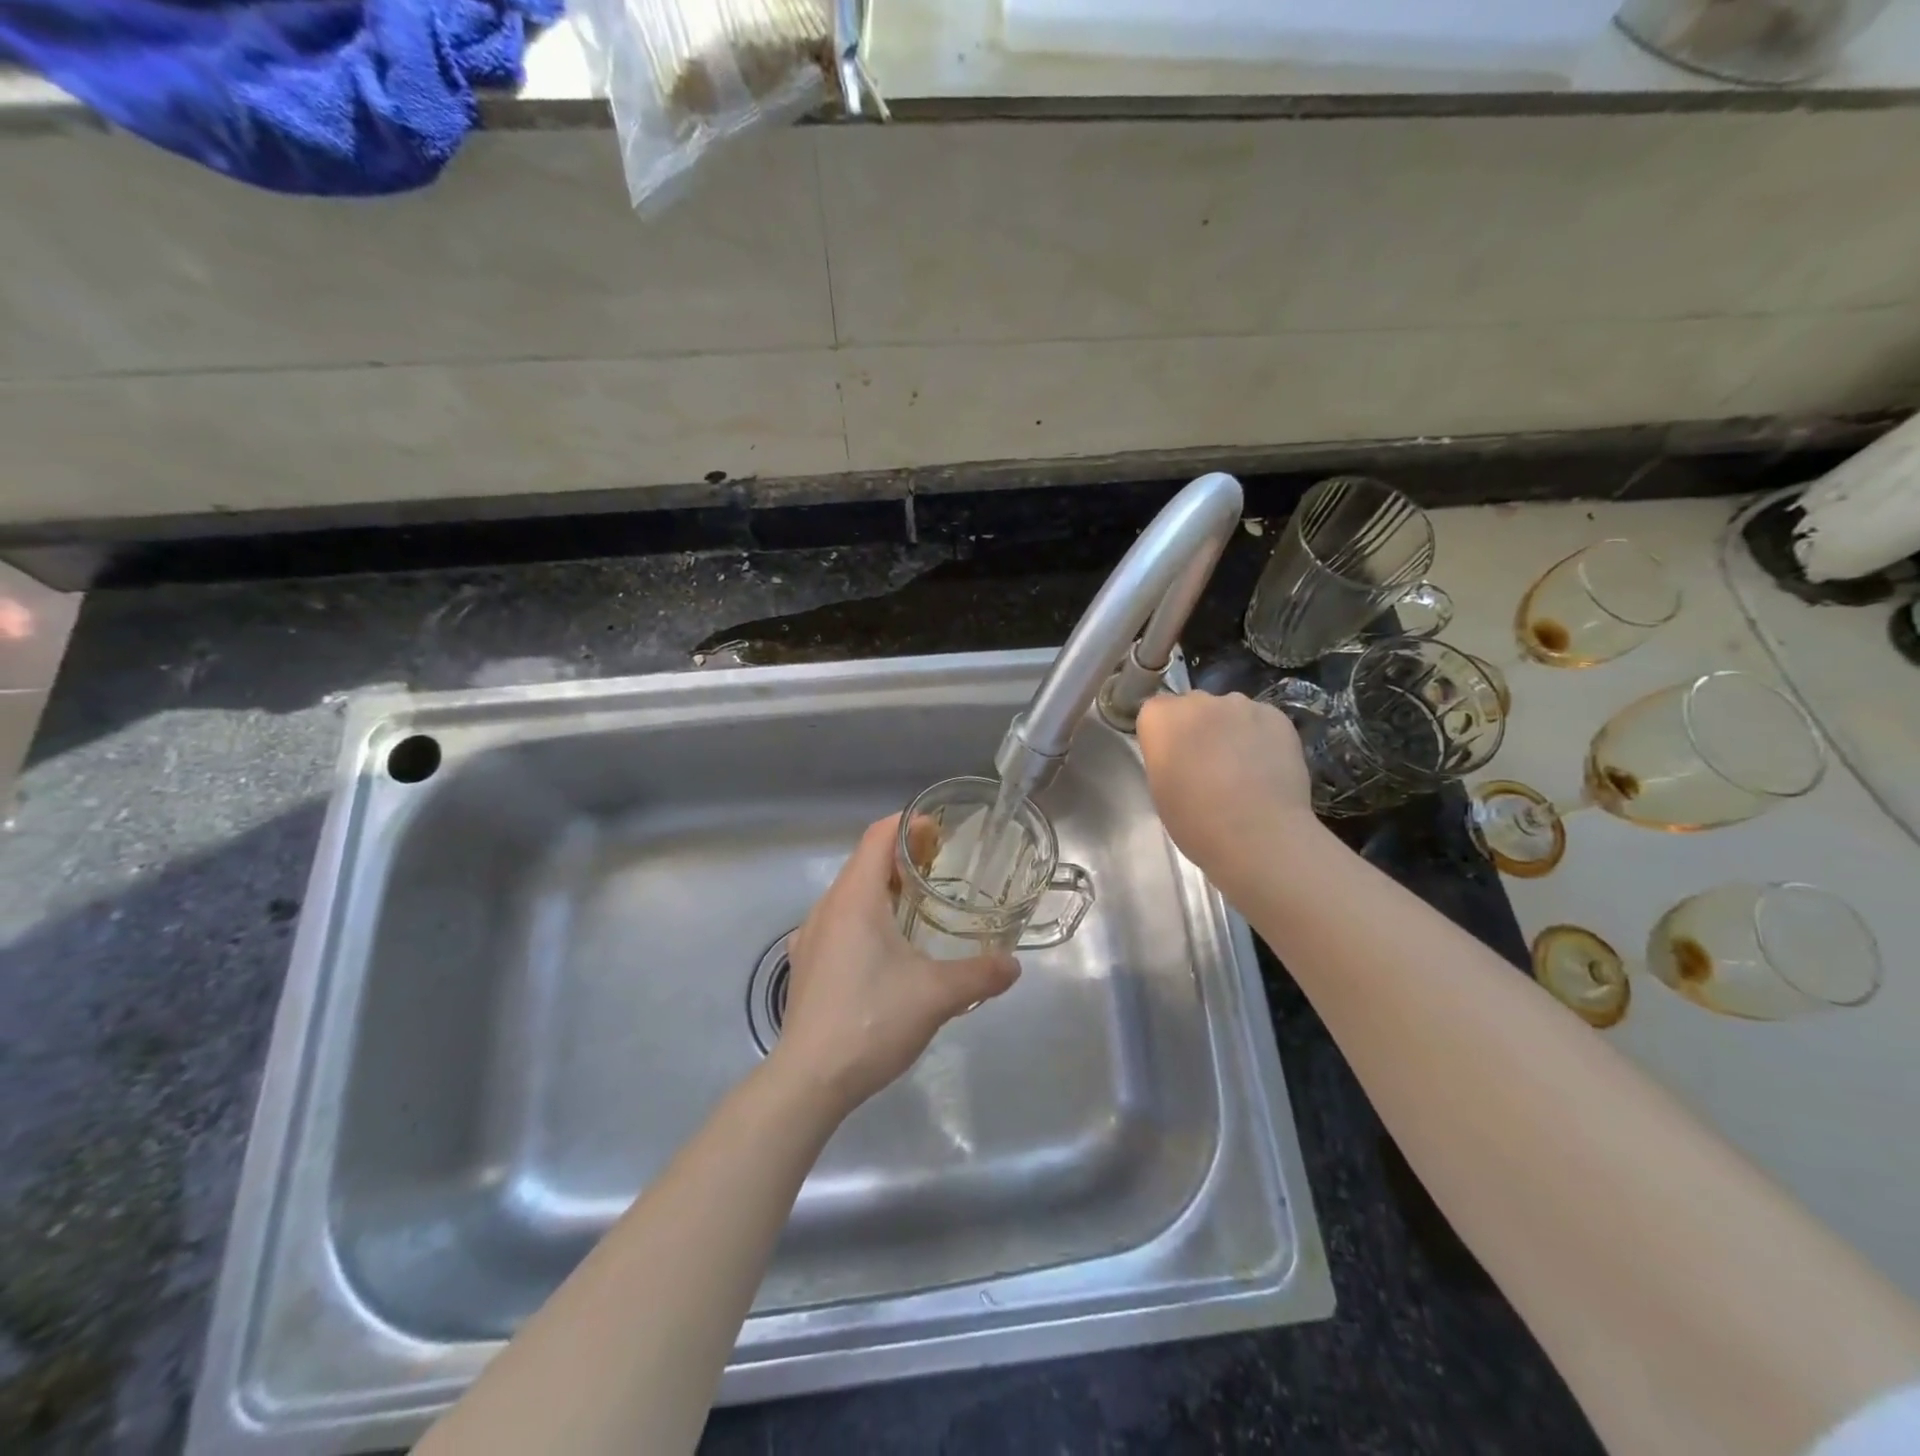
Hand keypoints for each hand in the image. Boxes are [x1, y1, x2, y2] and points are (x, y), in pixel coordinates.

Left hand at [774, 815, 1019, 1114]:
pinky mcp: (805, 964)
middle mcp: (827, 907)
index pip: (878, 836)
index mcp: (855, 899)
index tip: (940, 832)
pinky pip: (838, 921)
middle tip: (941, 869)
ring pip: (849, 893)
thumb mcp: (937, 996)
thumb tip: (1014, 966)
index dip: (909, 825)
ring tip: (918, 906)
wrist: (810, 1080)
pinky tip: (885, 949)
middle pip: (864, 861)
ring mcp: (810, 936)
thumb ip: (980, 974)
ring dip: (882, 888)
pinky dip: (865, 917)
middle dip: (901, 857)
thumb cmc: (872, 1021)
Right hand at [1135, 691, 1322, 894]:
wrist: (1258, 835)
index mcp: (1161, 718)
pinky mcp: (1277, 716)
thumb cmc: (1196, 821)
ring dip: (1229, 730)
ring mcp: (1241, 704)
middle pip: (1192, 706)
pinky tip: (1266, 766)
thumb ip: (1165, 756)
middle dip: (1197, 727)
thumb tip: (1182, 751)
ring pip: (1229, 711)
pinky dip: (1260, 737)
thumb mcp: (1160, 788)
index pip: (1155, 711)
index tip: (1172, 759)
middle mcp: (1199, 701)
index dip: (1164, 735)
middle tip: (1206, 763)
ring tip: (1242, 767)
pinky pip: (1260, 720)